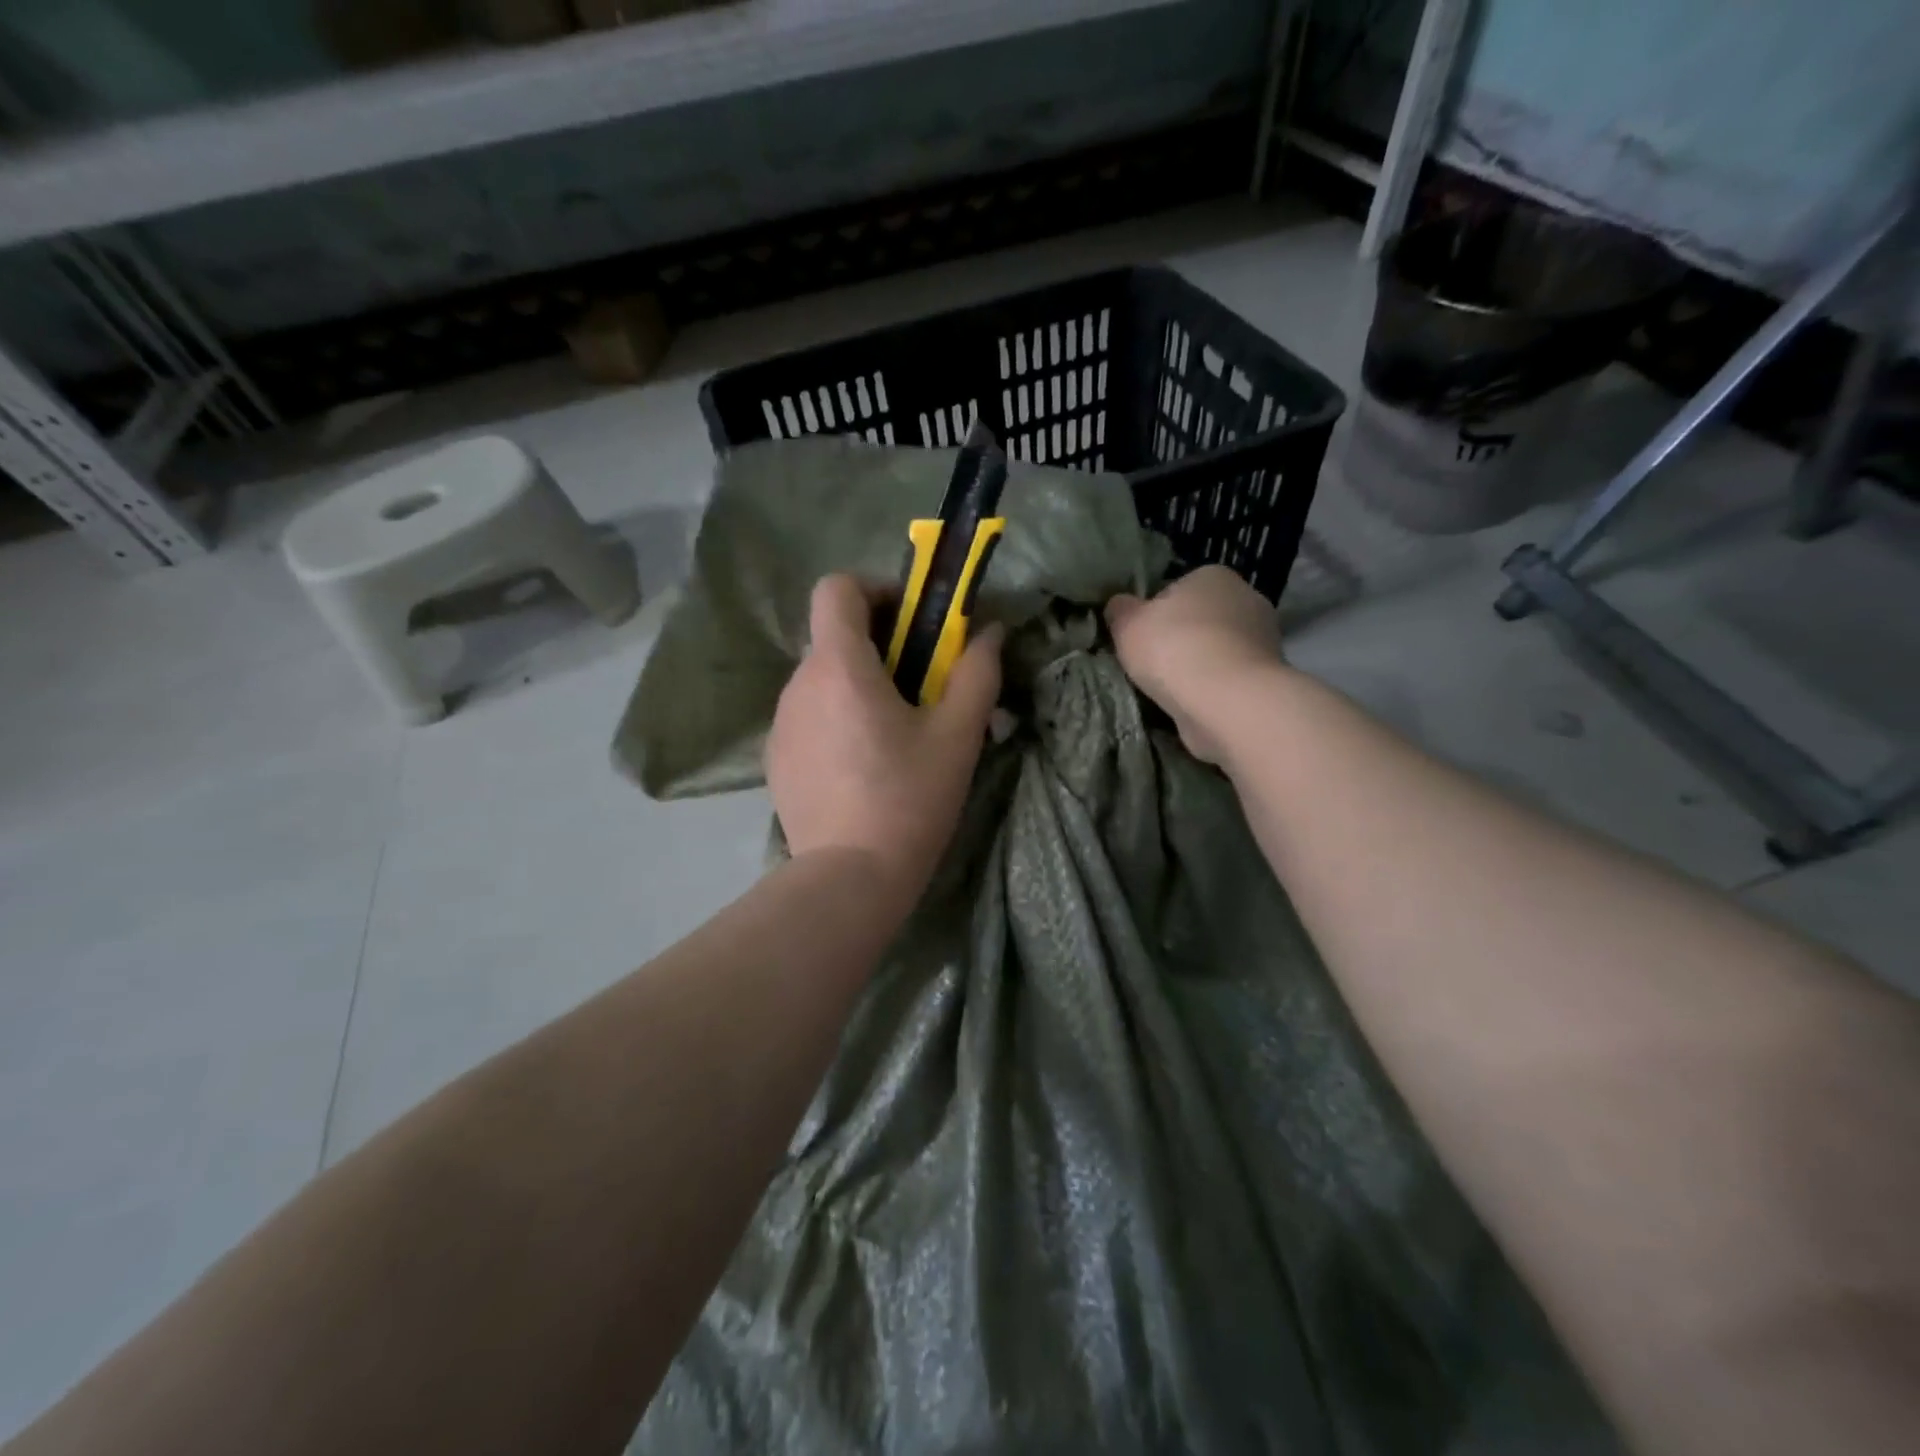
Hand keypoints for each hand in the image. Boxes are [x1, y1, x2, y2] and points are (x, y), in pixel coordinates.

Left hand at [768, 575, 1003, 911]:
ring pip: (821, 679)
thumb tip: (989, 632)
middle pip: (833, 636)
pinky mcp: (776, 759)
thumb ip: (977, 672)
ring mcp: (780, 724)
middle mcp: (798, 684)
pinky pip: (809, 717)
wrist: (850, 879)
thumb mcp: (958, 735)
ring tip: (893, 732)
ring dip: (857, 685)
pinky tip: (862, 766)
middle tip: (920, 684)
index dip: (875, 590)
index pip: (836, 588)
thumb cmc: (909, 799)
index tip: (911, 622)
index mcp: (838, 666)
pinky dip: (835, 719)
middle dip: (878, 644)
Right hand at [1105, 565, 1284, 764]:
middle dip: (1180, 640)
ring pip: (1216, 651)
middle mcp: (1246, 598)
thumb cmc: (1174, 649)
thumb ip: (1120, 611)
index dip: (1155, 614)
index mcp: (1212, 575)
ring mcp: (1263, 639)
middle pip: (1200, 620)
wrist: (1227, 701)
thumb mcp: (1128, 624)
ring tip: (1172, 691)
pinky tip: (1195, 705)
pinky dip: (1213, 690)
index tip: (1141, 638)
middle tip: (1153, 666)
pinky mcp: (1267, 677)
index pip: (1177, 590)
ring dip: (1197, 668)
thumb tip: (1119, 605)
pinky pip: (1228, 679)